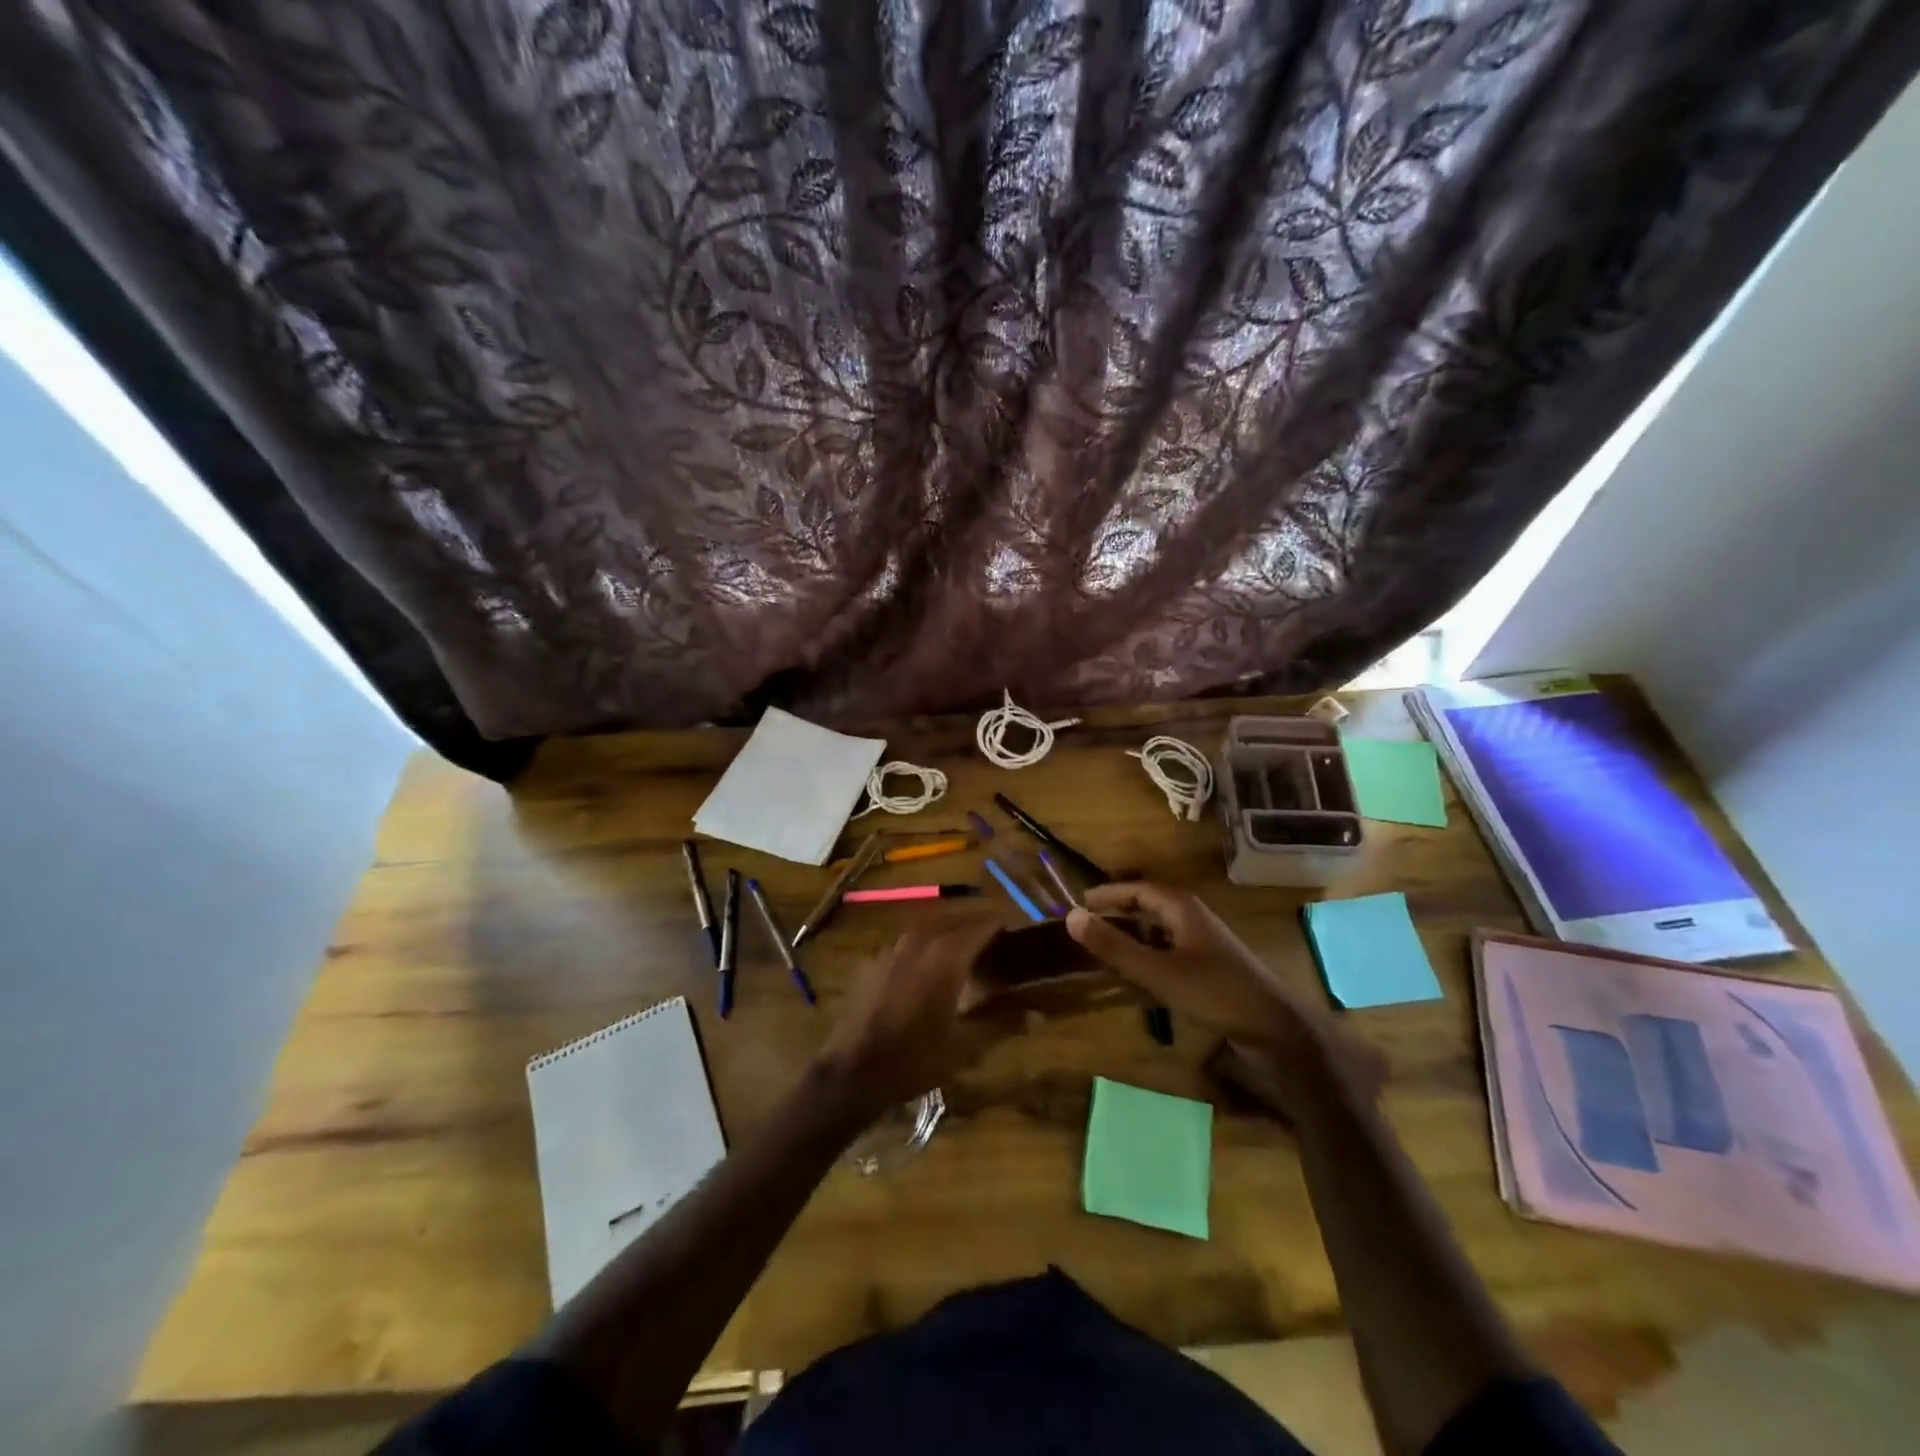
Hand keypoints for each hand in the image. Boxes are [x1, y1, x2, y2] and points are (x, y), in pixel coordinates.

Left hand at [812, 919, 1014, 1118]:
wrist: (851, 1072)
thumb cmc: (913, 1060)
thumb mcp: (964, 1047)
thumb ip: (1001, 1023)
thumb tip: (1037, 1013)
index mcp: (945, 956)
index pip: (982, 925)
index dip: (1003, 925)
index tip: (1020, 932)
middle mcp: (919, 941)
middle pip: (956, 919)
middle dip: (978, 924)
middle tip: (998, 941)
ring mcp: (893, 948)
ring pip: (930, 925)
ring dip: (952, 929)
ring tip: (968, 949)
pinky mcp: (875, 960)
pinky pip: (909, 939)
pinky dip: (928, 941)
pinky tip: (931, 965)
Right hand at [1065, 882, 1319, 1045]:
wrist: (1274, 1028)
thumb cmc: (1214, 992)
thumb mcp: (1157, 971)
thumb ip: (1114, 945)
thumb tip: (1070, 916)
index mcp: (1182, 908)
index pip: (1137, 889)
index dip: (1107, 894)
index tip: (1079, 902)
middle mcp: (1193, 917)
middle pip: (1149, 905)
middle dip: (1118, 911)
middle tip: (1086, 924)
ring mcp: (1204, 942)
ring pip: (1160, 928)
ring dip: (1132, 933)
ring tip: (1105, 946)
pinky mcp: (1211, 966)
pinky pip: (1170, 948)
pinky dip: (1148, 952)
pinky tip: (1138, 972)